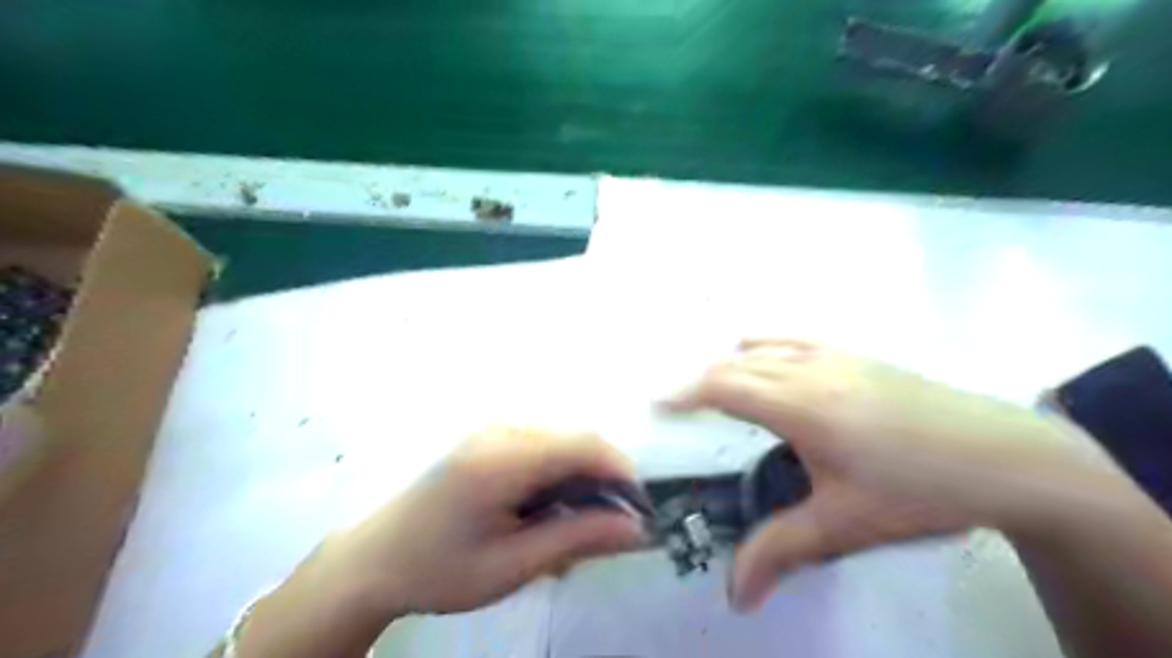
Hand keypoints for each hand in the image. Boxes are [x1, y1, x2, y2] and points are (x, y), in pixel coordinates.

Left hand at [329, 426, 644, 615]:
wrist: (373, 561)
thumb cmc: (440, 569)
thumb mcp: (512, 565)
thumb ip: (578, 538)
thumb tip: (637, 529)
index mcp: (501, 459)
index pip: (582, 445)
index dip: (620, 472)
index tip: (638, 511)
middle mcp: (499, 431)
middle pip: (575, 440)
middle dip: (601, 480)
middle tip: (604, 529)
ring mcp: (491, 430)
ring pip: (562, 442)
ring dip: (579, 479)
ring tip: (570, 525)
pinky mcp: (487, 438)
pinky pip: (541, 445)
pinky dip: (558, 474)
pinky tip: (544, 509)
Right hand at [664, 338, 1120, 610]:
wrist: (1006, 457)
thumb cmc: (918, 491)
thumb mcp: (844, 524)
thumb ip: (781, 552)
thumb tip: (734, 596)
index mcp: (801, 407)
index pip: (726, 387)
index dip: (686, 392)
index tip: (659, 403)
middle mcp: (811, 370)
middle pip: (739, 365)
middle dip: (703, 381)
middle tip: (682, 404)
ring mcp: (837, 356)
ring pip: (766, 348)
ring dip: (733, 363)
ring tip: (715, 384)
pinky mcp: (860, 354)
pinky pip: (796, 339)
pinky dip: (767, 343)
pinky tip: (764, 352)